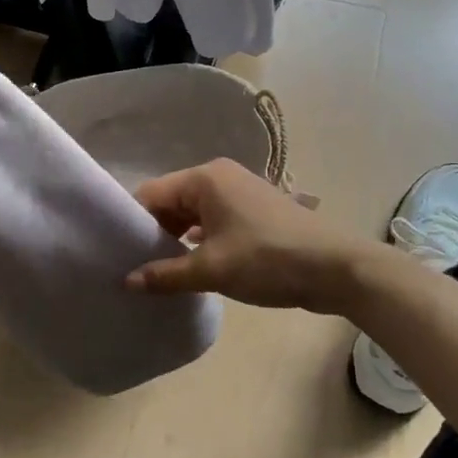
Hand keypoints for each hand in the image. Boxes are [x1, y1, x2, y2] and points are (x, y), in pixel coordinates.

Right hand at [126, 158, 369, 312]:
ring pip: (192, 212)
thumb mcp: (211, 271)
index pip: (151, 194)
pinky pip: (213, 220)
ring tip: (160, 271)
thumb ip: (166, 275)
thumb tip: (127, 281)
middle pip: (171, 201)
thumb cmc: (268, 260)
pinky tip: (192, 267)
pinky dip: (199, 240)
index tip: (120, 254)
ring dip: (177, 239)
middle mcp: (219, 176)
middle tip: (137, 267)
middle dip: (154, 232)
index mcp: (204, 179)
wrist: (337, 268)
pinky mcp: (254, 211)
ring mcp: (240, 192)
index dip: (133, 223)